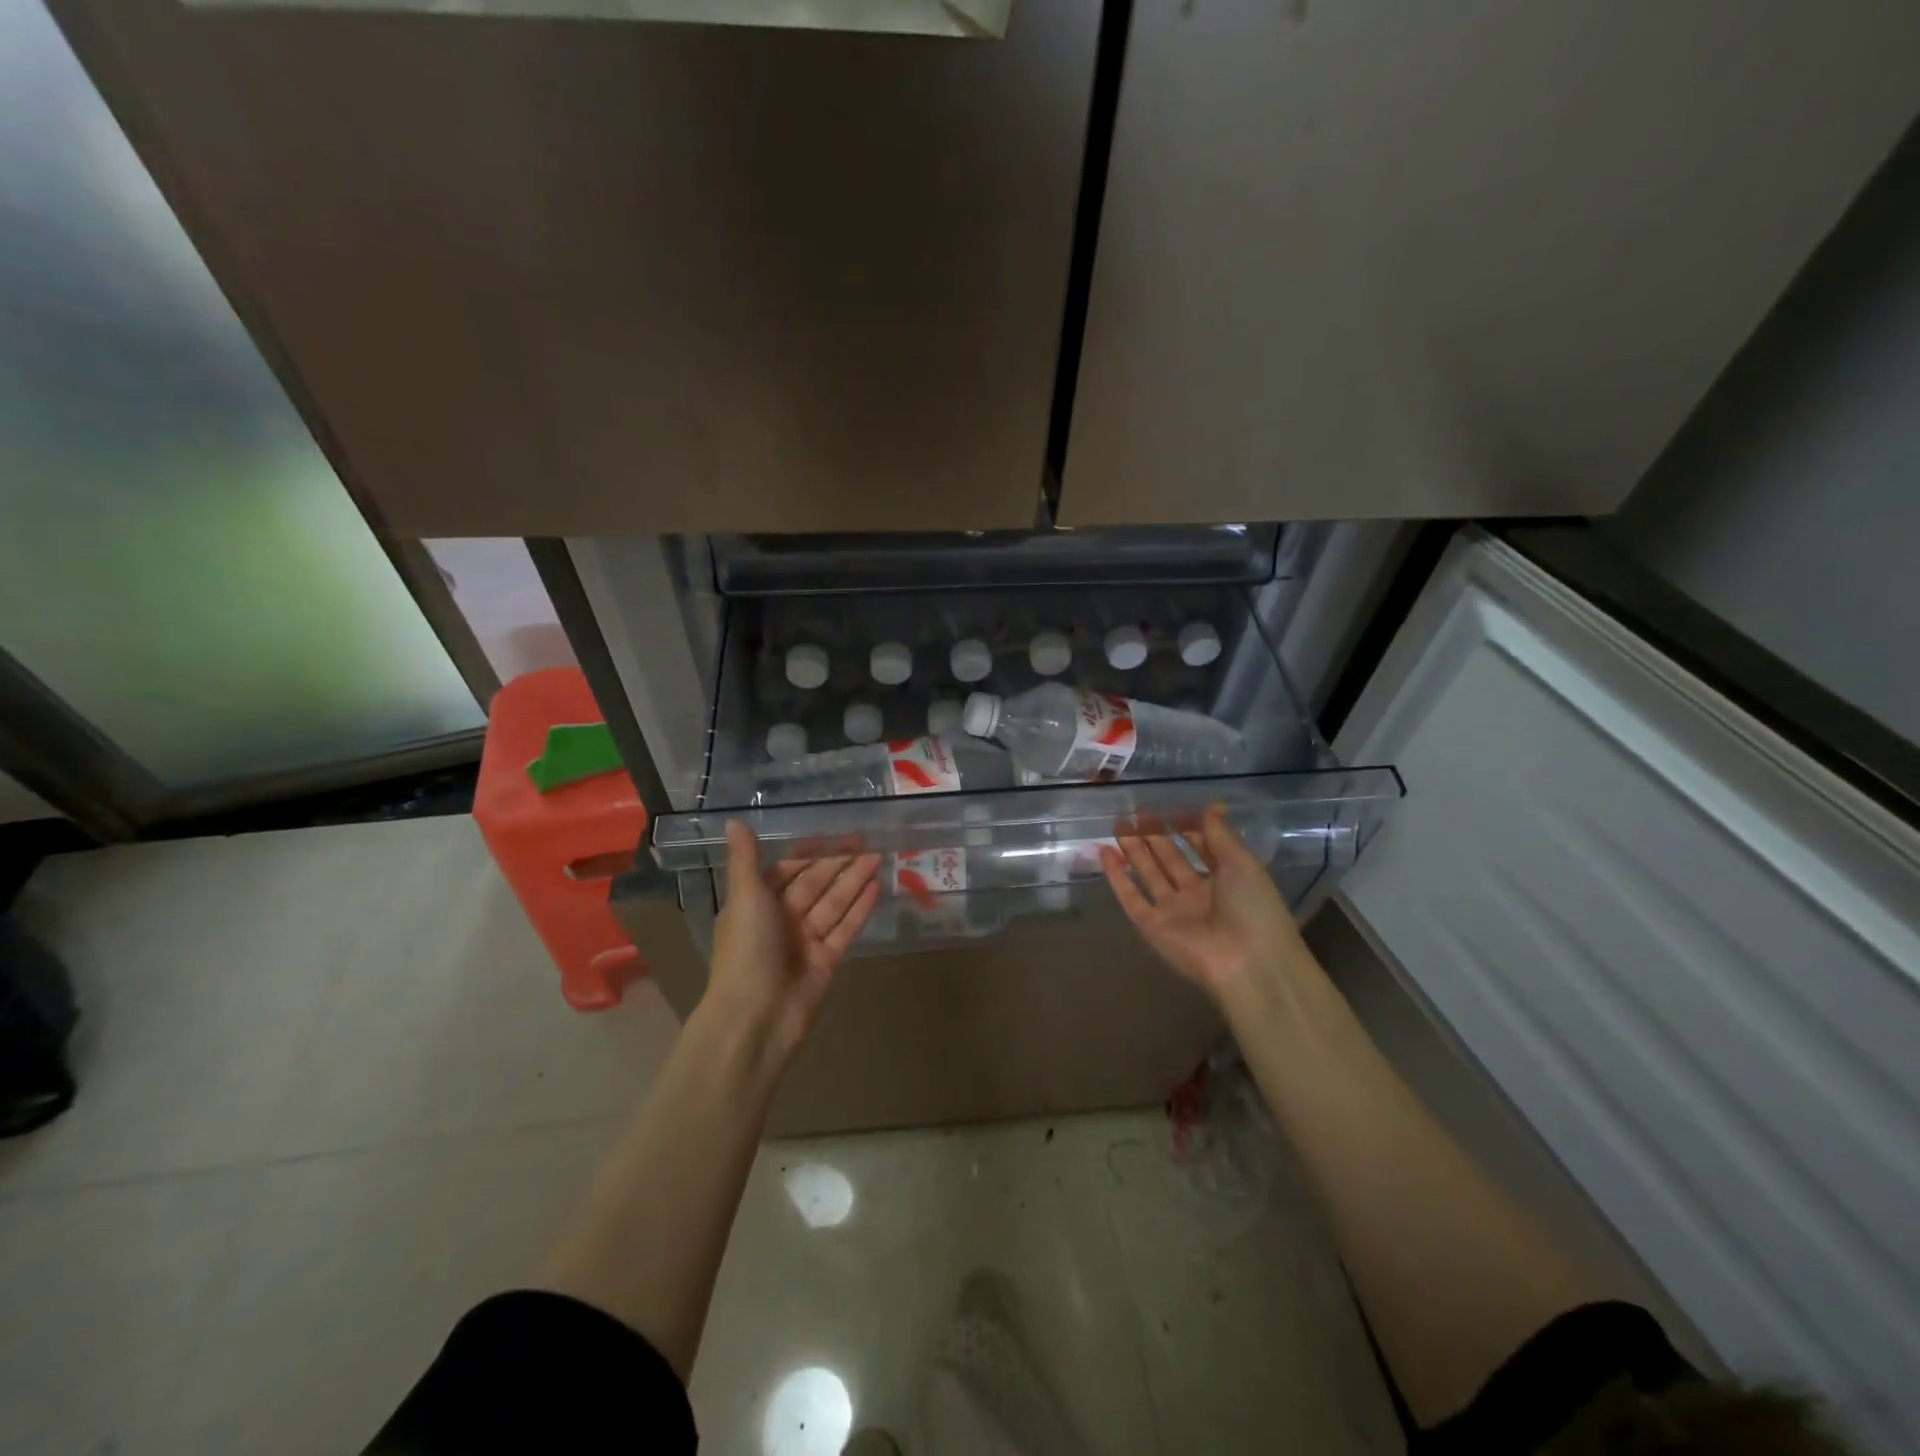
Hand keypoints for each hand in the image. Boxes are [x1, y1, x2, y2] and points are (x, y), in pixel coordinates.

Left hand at [705, 821, 881, 1064]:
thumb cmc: (746, 951)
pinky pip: (845, 929)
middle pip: (814, 884)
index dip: (807, 852)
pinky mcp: (826, 961)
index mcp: (756, 904)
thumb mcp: (745, 897)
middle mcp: (781, 920)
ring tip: (878, 856)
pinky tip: (876, 887)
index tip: (830, 834)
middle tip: (866, 839)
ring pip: (834, 903)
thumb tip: (733, 819)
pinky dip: (860, 909)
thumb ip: (745, 858)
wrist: (755, 1018)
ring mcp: (805, 942)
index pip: (786, 870)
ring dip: (854, 880)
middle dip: (838, 862)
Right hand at [1100, 804, 1310, 1003]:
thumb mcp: (1241, 862)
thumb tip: (1212, 804)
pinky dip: (1116, 877)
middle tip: (1137, 813)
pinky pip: (1131, 897)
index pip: (1202, 849)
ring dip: (1134, 850)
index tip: (1172, 809)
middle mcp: (1197, 894)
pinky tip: (1105, 852)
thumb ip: (1220, 833)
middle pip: (1171, 860)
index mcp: (1226, 880)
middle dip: (1155, 836)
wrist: (1247, 961)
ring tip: (1119, 825)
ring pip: (1149, 875)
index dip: (1188, 829)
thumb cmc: (1253, 906)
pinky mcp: (1151, 926)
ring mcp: (1173, 911)